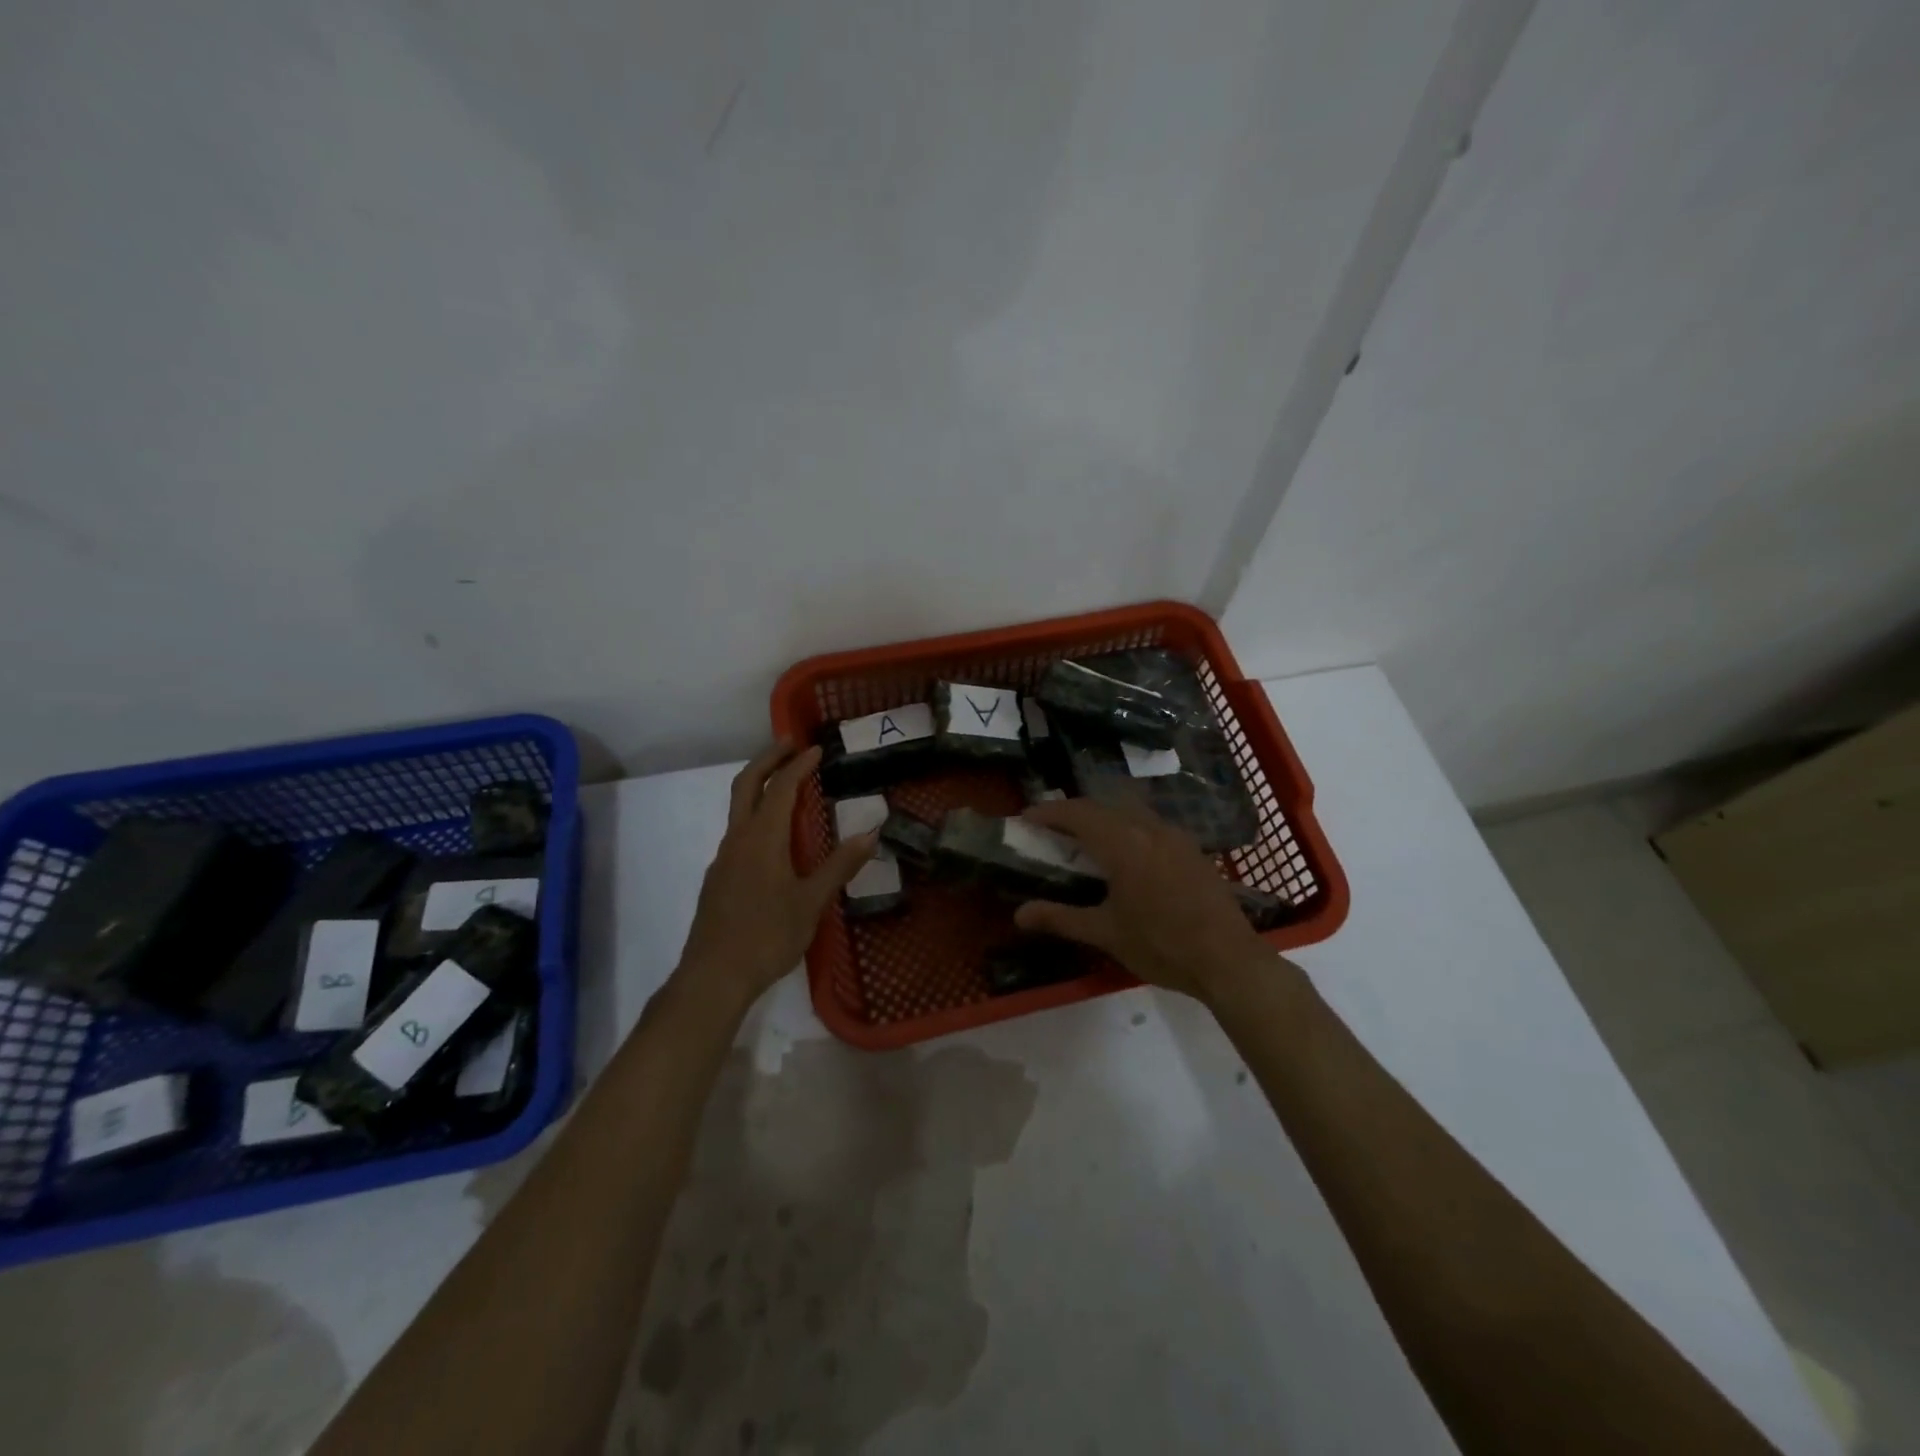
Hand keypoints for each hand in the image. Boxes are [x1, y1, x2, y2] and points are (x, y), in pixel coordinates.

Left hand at [676, 742, 876, 1013]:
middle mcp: (738, 839)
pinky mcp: (719, 877)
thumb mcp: (811, 903)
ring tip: (787, 784)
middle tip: (791, 744)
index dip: (799, 765)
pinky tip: (775, 836)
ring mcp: (724, 858)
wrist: (713, 976)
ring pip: (738, 807)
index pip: (781, 788)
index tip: (817, 749)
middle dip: (768, 759)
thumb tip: (871, 833)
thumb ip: (840, 865)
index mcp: (762, 839)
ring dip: (760, 785)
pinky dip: (756, 814)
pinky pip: (738, 831)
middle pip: (747, 784)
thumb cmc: (767, 937)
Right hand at [1012, 798, 1274, 1001]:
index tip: (1027, 817)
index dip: (1050, 812)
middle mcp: (1150, 829)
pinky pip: (1151, 824)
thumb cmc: (1162, 946)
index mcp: (1124, 844)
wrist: (1229, 961)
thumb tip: (1019, 914)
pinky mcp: (1192, 849)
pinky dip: (1127, 826)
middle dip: (1074, 811)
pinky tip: (1125, 854)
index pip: (1079, 813)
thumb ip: (1060, 918)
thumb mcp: (1106, 933)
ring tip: (1084, 838)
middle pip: (1104, 805)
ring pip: (1130, 810)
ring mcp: (1176, 836)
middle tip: (1051, 828)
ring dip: (1103, 816)